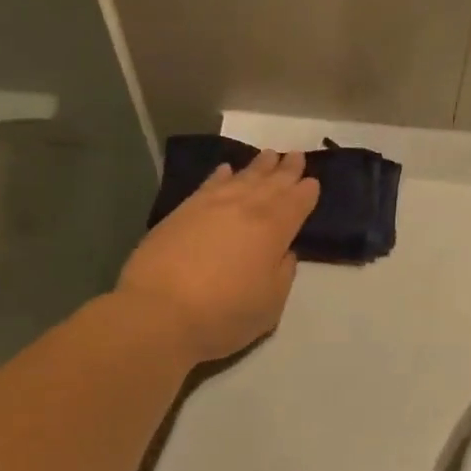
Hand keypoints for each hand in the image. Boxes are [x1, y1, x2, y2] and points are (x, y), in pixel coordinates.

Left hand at [116, 151, 319, 364]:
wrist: (158, 312)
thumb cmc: (222, 315)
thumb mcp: (270, 305)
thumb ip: (283, 273)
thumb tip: (283, 252)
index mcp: (273, 230)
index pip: (296, 204)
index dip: (307, 192)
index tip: (313, 182)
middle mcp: (244, 209)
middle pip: (271, 184)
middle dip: (287, 170)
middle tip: (297, 155)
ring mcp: (210, 206)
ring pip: (241, 178)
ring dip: (259, 167)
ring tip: (270, 155)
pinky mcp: (181, 211)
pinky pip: (209, 184)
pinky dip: (221, 175)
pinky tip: (226, 170)